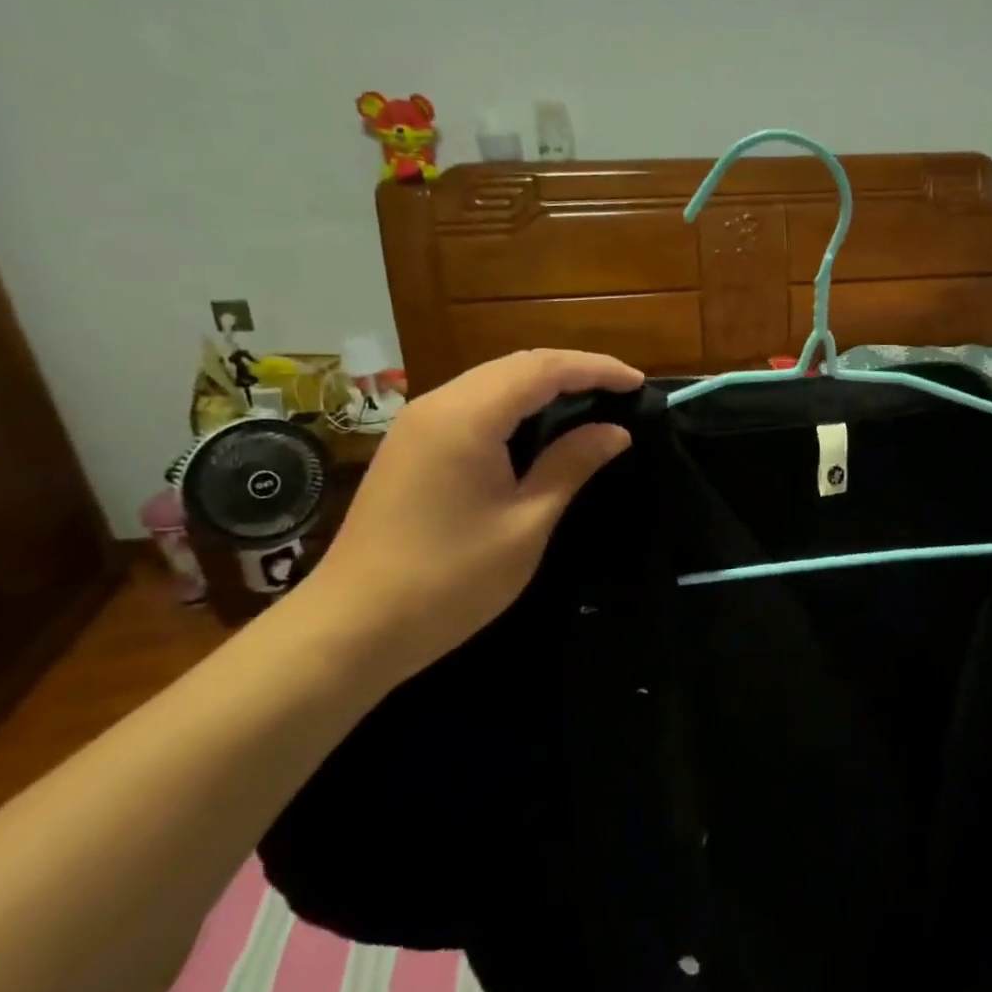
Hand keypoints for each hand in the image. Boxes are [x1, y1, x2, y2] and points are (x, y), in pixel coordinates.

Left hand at [302, 349, 642, 685]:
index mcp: (467, 417)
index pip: (544, 369)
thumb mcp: (526, 523)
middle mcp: (438, 404)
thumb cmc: (449, 580)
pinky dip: (514, 403)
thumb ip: (571, 465)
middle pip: (516, 364)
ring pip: (492, 380)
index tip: (638, 383)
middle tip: (620, 391)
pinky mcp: (410, 445)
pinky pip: (472, 403)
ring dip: (543, 384)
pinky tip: (538, 426)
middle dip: (573, 369)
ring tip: (590, 402)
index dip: (596, 369)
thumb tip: (615, 431)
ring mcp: (418, 423)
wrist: (352, 627)